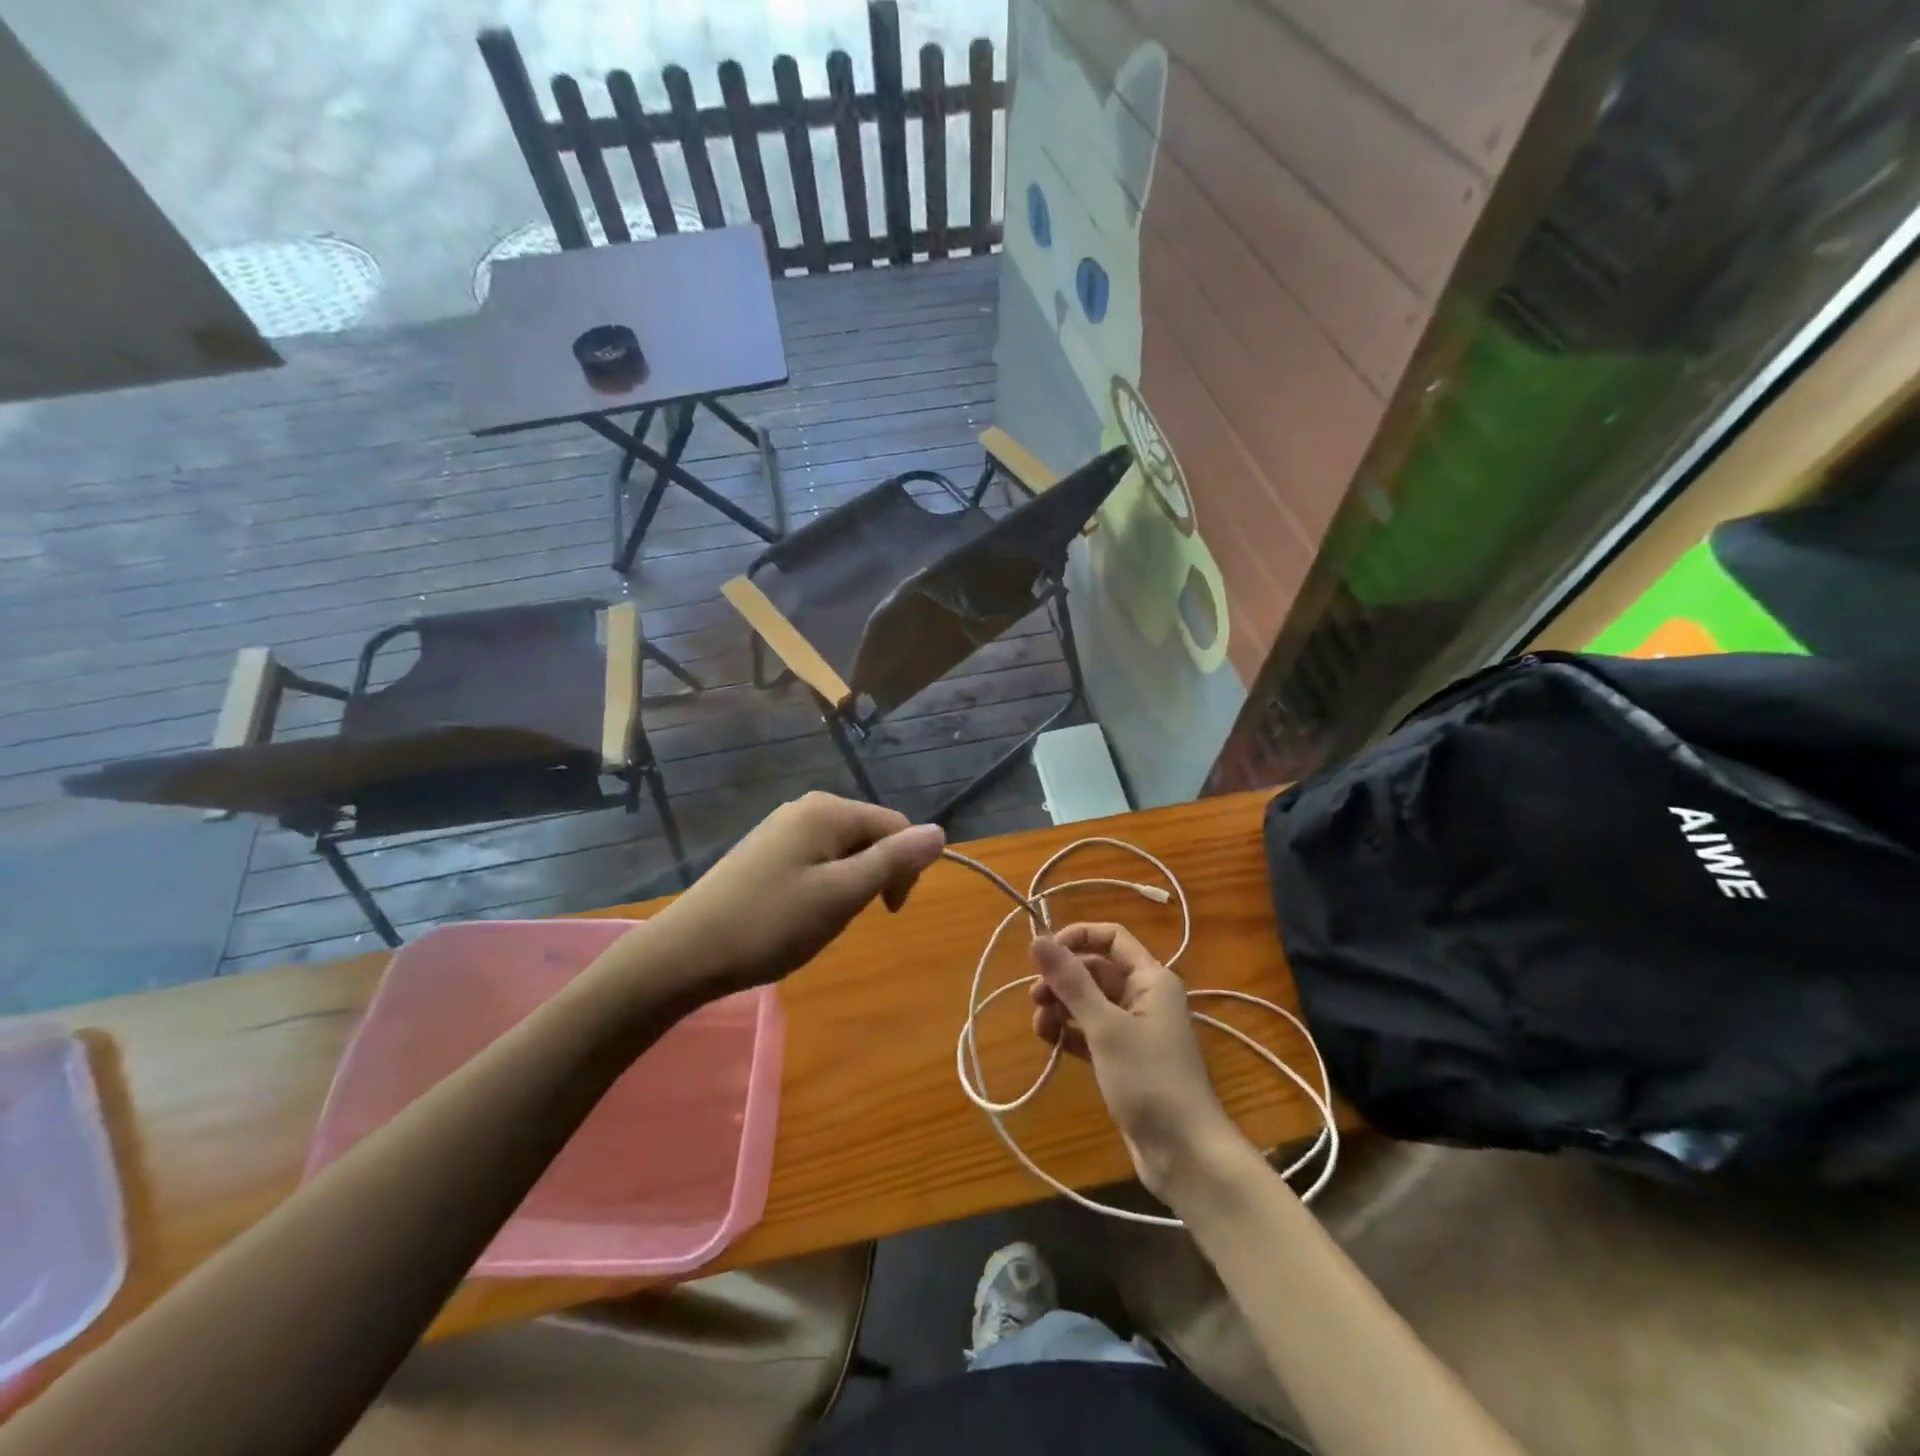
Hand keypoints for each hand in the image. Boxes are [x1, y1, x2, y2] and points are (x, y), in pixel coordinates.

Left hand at [650, 791, 945, 996]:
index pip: (897, 825)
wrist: (685, 952)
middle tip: (847, 917)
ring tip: (820, 920)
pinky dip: (823, 886)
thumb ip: (893, 861)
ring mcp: (782, 827)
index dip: (905, 868)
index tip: (887, 912)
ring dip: (849, 884)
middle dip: (874, 875)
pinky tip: (798, 914)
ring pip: (844, 850)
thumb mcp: (842, 895)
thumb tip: (940, 832)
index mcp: (828, 810)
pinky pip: (816, 859)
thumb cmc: (771, 924)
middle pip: (870, 834)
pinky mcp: (766, 850)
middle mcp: (807, 807)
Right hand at [1029, 924, 1246, 1200]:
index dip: (1077, 937)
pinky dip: (1070, 1032)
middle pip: (1096, 970)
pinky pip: (1091, 1032)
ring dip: (1062, 1007)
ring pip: (1091, 1002)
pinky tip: (1049, 1042)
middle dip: (1063, 979)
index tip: (1044, 954)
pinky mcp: (1125, 1060)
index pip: (1112, 938)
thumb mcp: (1106, 1027)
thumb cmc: (1149, 1080)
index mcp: (1150, 979)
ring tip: (1039, 1026)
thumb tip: (1037, 939)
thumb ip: (1071, 982)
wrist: (1185, 1154)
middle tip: (1034, 998)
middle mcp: (1145, 997)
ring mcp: (1135, 1030)